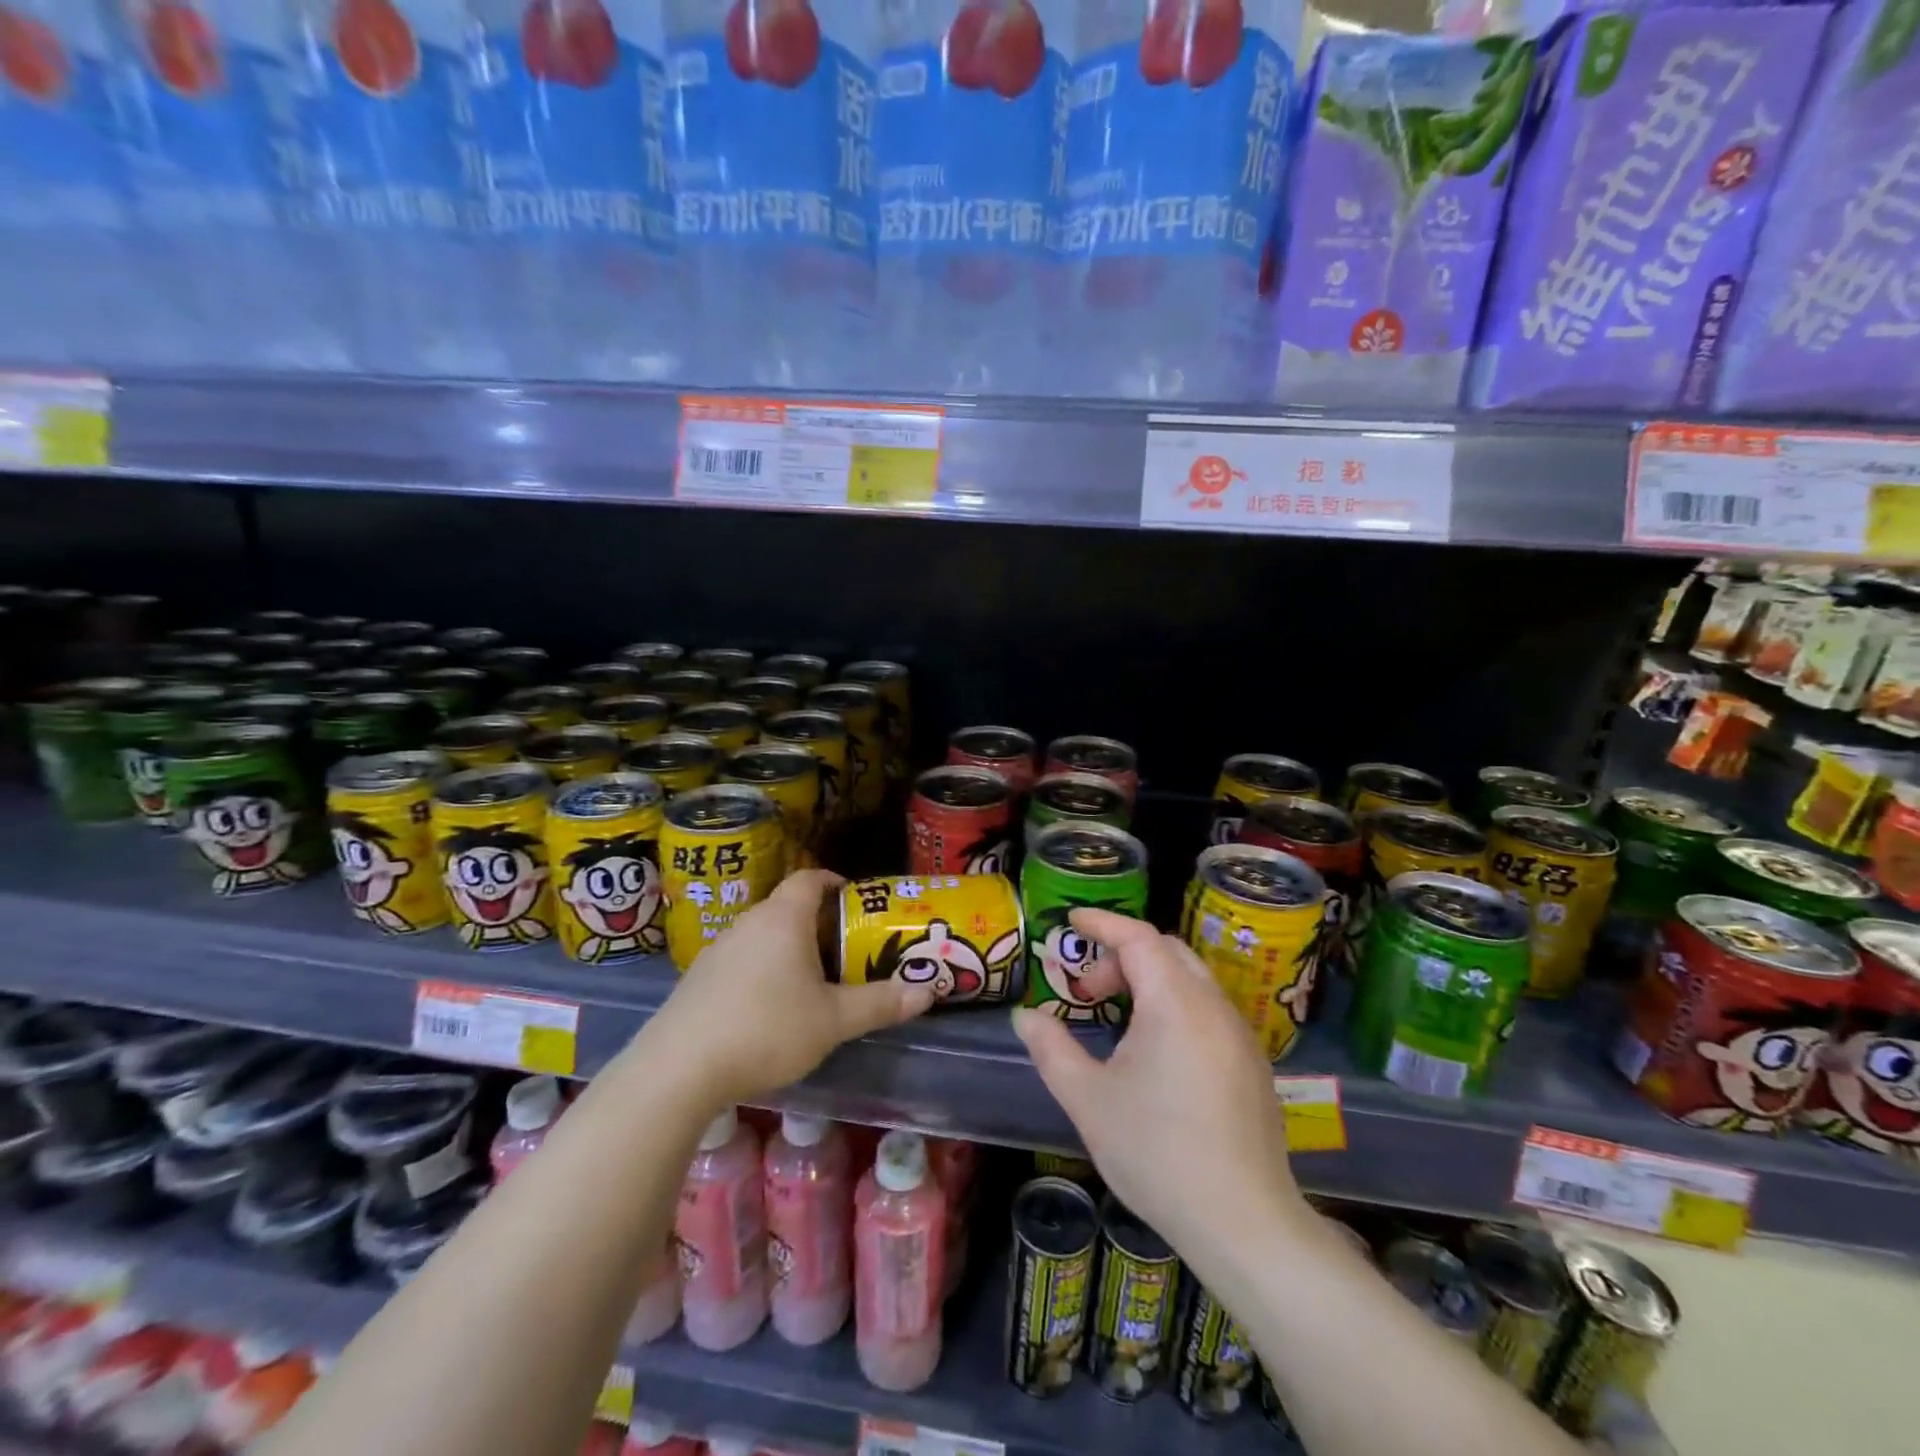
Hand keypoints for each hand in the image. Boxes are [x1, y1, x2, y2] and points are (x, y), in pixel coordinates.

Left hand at [648, 869, 936, 1105]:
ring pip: (763, 935)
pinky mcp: (698, 978)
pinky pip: (740, 959)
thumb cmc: (766, 1029)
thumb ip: (880, 1003)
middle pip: (788, 907)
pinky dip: (761, 969)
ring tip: (811, 982)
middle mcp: (749, 922)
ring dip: (788, 948)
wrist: (679, 1068)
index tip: (854, 901)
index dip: (833, 882)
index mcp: (784, 918)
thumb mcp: (833, 1020)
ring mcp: (718, 949)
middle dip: (818, 923)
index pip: (810, 878)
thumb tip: (929, 990)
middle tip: (844, 950)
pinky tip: (768, 1008)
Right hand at [1013, 909, 1304, 1254]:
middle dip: (1121, 956)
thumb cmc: (1157, 1153)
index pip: (1138, 937)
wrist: (1243, 1223)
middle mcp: (1213, 1006)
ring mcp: (1240, 1034)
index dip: (1102, 923)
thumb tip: (1025, 1016)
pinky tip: (1156, 1051)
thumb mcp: (1088, 1100)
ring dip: (1149, 980)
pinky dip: (1174, 1004)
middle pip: (1166, 951)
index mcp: (1175, 1003)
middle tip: (1087, 992)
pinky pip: (1208, 1008)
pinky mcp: (1252, 1062)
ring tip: (1117, 1021)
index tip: (1071, 921)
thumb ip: (1052, 1049)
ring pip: (1190, 978)